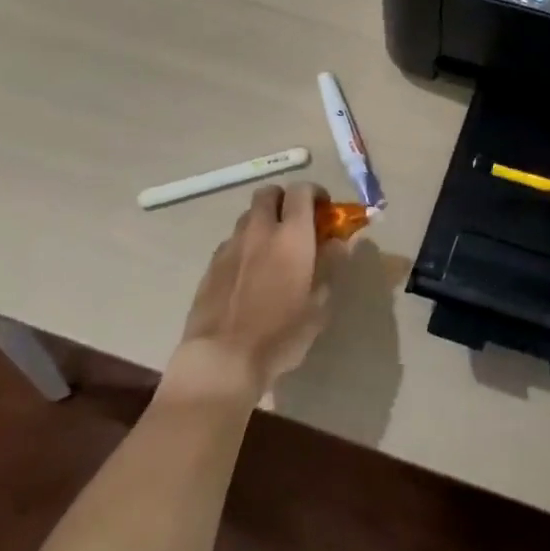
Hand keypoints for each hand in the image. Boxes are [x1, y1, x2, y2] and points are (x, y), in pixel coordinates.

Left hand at [174, 183, 345, 398]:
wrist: (222, 359)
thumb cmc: (280, 333)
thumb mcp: (319, 303)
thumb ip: (329, 265)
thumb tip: (338, 241)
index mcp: (291, 235)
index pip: (301, 191)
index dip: (315, 193)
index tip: (324, 210)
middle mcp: (259, 230)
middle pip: (269, 193)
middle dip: (284, 200)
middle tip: (296, 223)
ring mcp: (231, 245)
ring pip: (248, 216)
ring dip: (263, 222)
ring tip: (273, 249)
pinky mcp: (211, 264)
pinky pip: (233, 241)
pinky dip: (246, 245)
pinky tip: (250, 274)